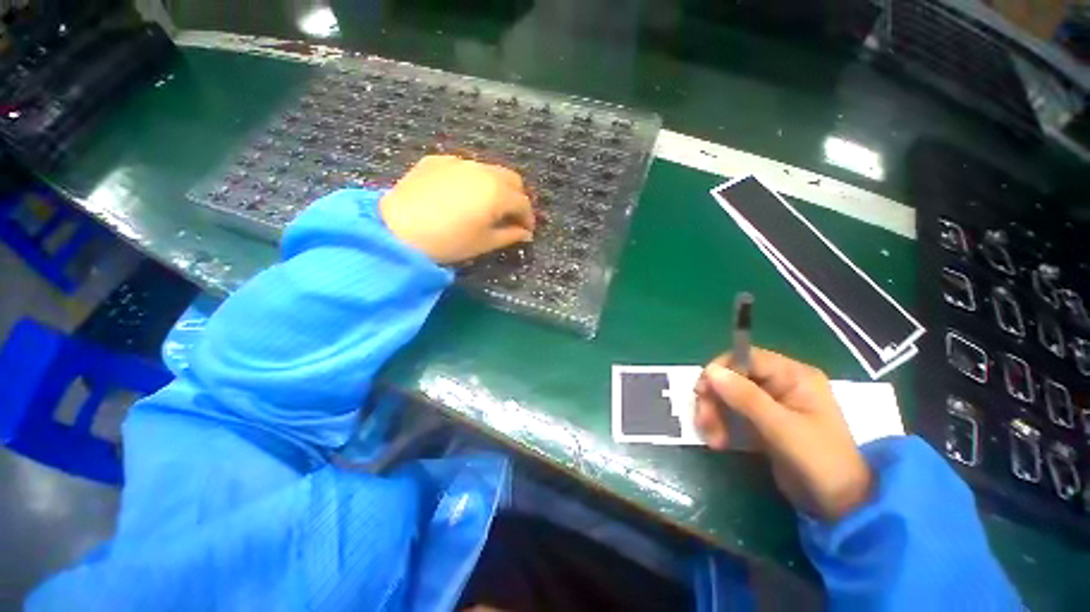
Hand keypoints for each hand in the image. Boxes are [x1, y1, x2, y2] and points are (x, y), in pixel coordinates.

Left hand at [379, 155, 534, 263]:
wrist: (398, 230)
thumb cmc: (449, 241)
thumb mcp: (484, 243)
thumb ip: (510, 235)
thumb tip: (525, 233)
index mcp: (497, 192)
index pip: (523, 203)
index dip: (528, 218)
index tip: (526, 231)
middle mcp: (483, 170)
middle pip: (511, 179)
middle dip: (516, 197)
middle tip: (510, 216)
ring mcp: (458, 162)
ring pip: (488, 169)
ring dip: (496, 187)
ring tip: (487, 205)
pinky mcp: (437, 160)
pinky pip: (464, 167)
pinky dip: (471, 180)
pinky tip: (460, 195)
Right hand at [694, 348, 872, 520]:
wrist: (841, 506)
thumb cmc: (820, 462)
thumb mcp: (782, 429)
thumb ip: (746, 398)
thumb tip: (710, 371)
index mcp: (793, 375)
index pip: (745, 357)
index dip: (720, 370)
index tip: (702, 392)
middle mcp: (780, 383)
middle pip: (732, 376)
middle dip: (714, 398)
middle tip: (704, 423)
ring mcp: (771, 402)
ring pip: (728, 394)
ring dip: (714, 413)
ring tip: (713, 439)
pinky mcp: (763, 421)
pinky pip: (732, 412)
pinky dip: (721, 424)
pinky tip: (719, 442)